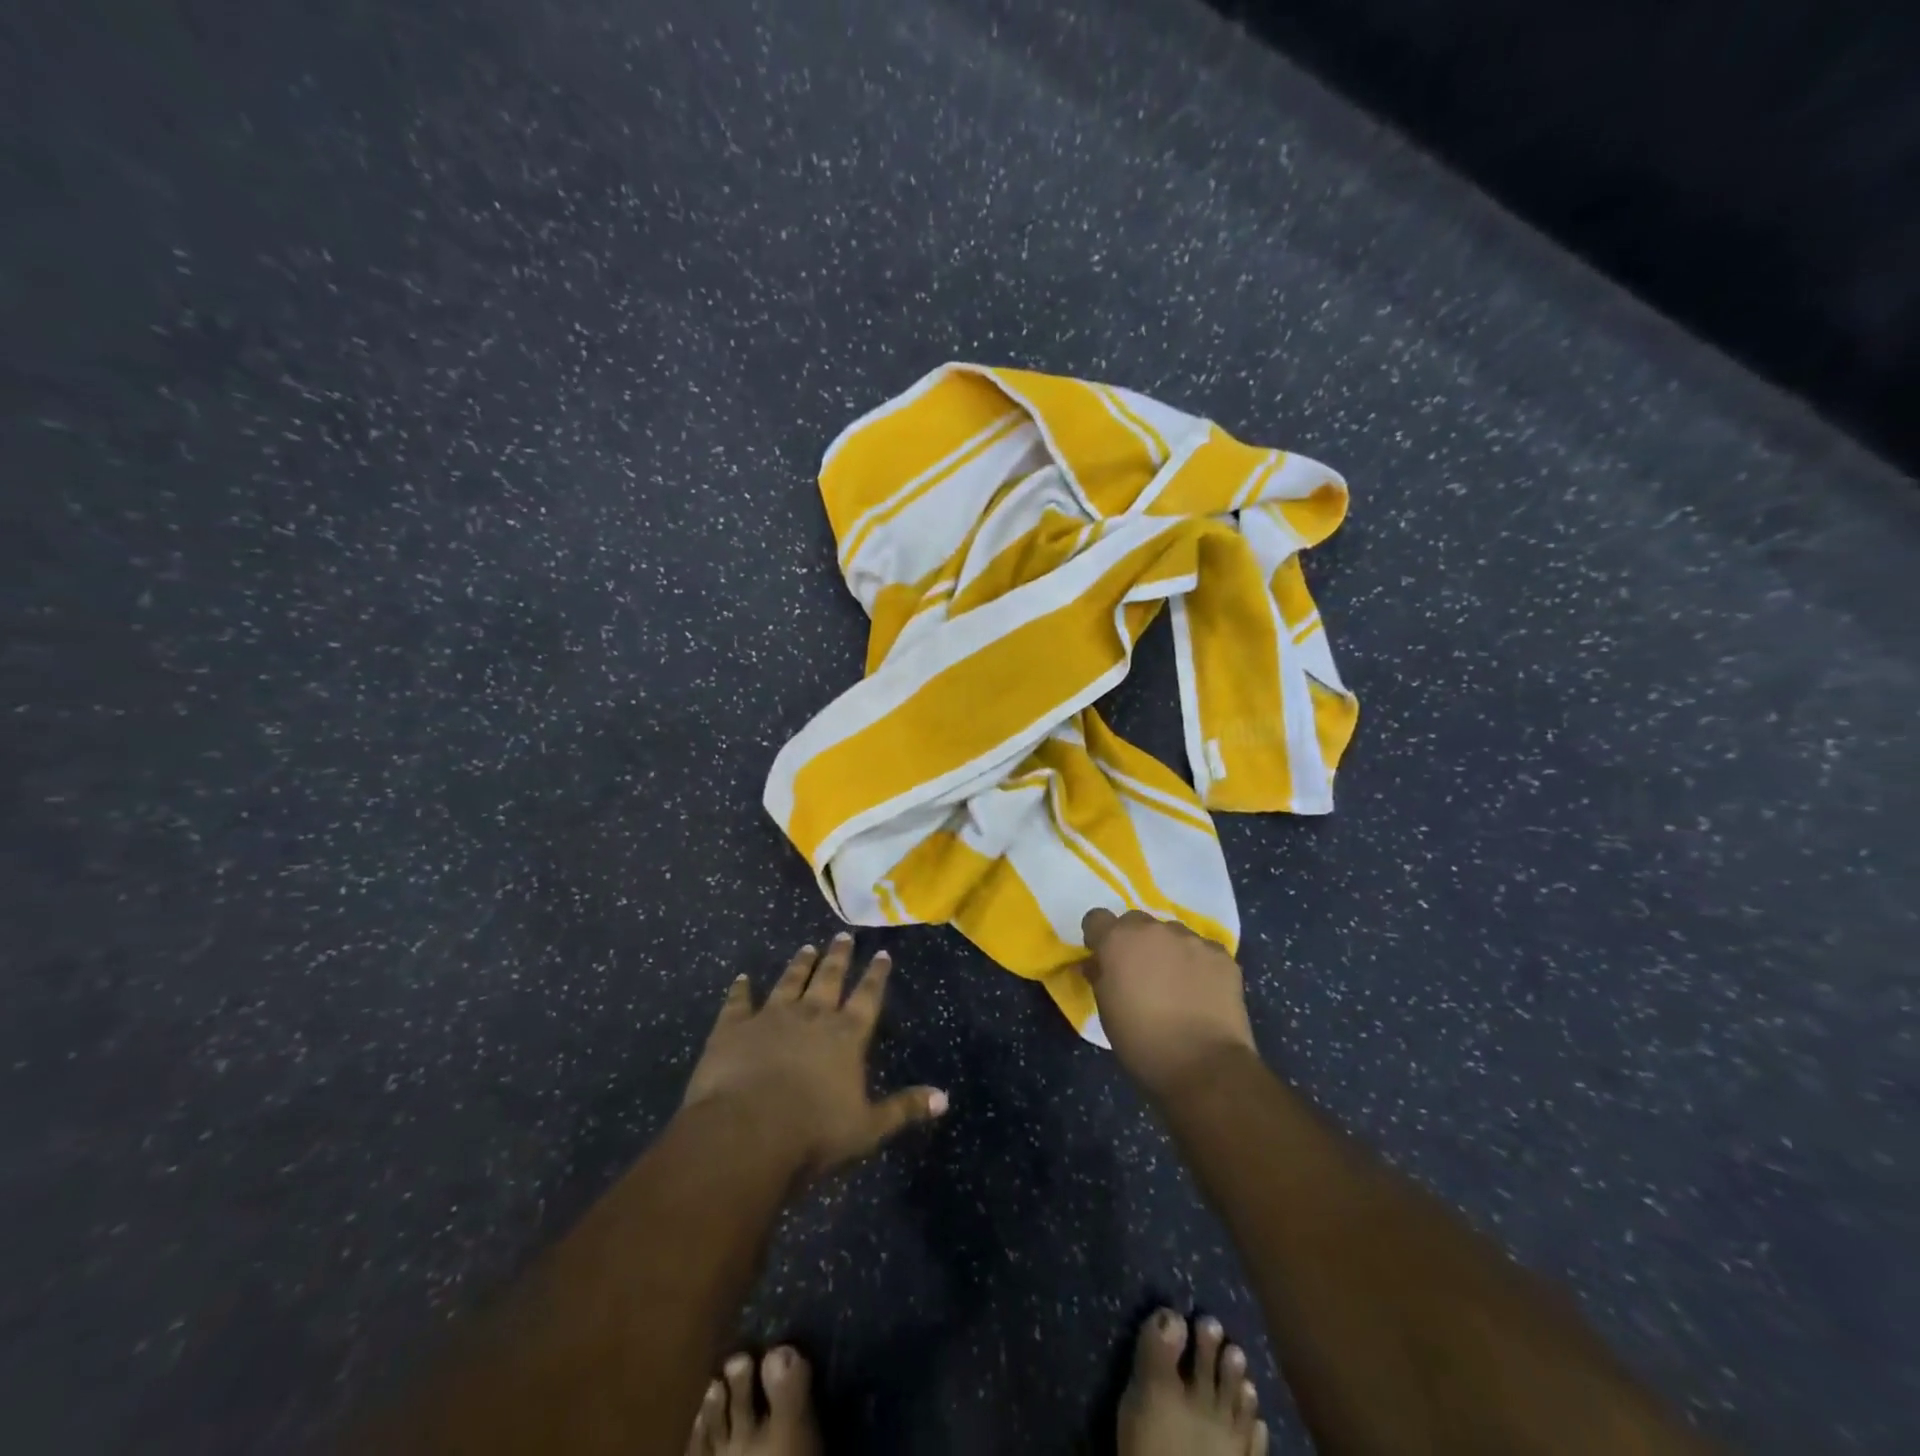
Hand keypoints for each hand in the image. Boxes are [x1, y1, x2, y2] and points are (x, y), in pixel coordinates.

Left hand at [681, 933, 946, 1186]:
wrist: (747, 1133)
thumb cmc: (813, 1133)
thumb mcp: (868, 1128)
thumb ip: (904, 1109)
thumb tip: (945, 1098)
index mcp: (846, 1035)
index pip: (867, 997)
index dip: (876, 975)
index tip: (882, 952)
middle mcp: (812, 1016)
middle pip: (829, 978)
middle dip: (839, 957)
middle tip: (843, 936)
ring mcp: (770, 1017)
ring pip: (789, 981)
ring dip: (799, 964)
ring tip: (807, 947)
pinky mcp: (733, 1028)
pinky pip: (739, 1001)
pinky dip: (740, 989)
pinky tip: (742, 978)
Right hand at [1081, 910, 1258, 1097]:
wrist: (1204, 1066)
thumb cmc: (1142, 1042)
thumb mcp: (1106, 1011)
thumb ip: (1100, 977)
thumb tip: (1099, 965)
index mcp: (1118, 941)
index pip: (1097, 919)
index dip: (1098, 938)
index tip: (1104, 959)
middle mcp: (1153, 929)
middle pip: (1136, 922)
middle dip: (1134, 942)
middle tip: (1141, 974)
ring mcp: (1191, 939)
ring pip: (1172, 934)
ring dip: (1168, 951)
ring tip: (1177, 985)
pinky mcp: (1221, 954)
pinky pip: (1202, 950)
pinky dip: (1199, 965)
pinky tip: (1203, 992)